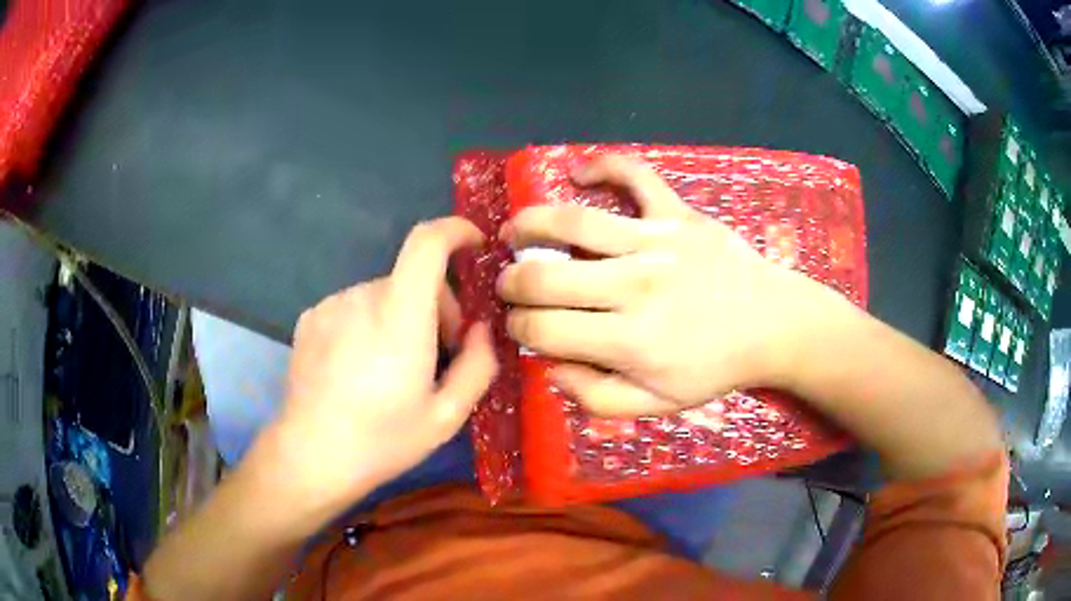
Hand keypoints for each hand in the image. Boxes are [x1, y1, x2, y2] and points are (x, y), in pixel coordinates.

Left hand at [269, 217, 496, 516]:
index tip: (474, 245)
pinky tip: (359, 367)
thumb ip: (477, 365)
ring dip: (400, 317)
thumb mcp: (447, 416)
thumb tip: (480, 331)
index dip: (455, 231)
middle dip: (435, 307)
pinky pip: (353, 307)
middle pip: (411, 278)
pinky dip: (368, 323)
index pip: (427, 243)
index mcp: (400, 316)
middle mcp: (362, 297)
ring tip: (393, 368)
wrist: (311, 455)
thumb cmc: (383, 439)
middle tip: (437, 354)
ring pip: (382, 295)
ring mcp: (331, 305)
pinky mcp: (310, 318)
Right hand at [498, 156, 849, 415]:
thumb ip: (597, 398)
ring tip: (514, 232)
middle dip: (512, 284)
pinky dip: (602, 165)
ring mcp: (656, 241)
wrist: (772, 325)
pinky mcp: (677, 213)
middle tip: (508, 284)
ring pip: (573, 222)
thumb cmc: (715, 368)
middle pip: (545, 278)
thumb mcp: (658, 404)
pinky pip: (634, 175)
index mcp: (629, 341)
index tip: (520, 326)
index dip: (519, 328)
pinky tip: (578, 173)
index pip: (544, 330)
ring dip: (530, 225)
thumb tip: (551, 368)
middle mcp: (634, 286)